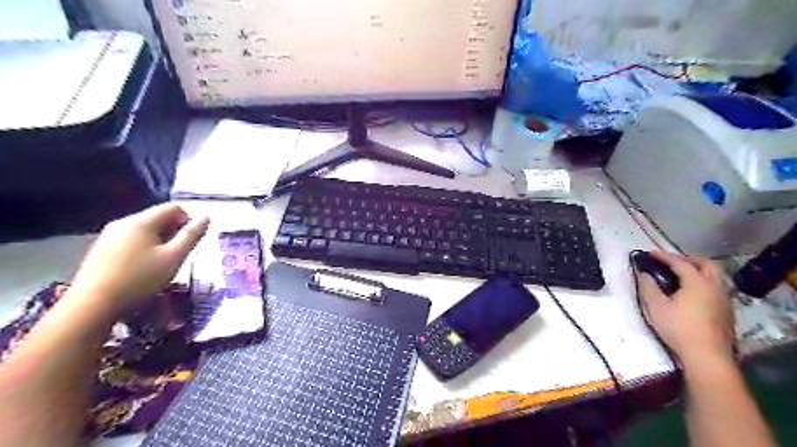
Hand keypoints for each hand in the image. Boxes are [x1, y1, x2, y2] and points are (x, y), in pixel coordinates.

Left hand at [68, 203, 209, 312]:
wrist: (92, 306)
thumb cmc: (140, 279)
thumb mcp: (174, 257)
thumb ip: (192, 235)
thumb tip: (206, 217)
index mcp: (142, 221)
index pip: (174, 208)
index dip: (189, 221)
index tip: (191, 242)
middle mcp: (123, 223)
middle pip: (158, 218)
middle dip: (174, 232)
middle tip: (179, 255)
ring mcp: (109, 236)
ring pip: (145, 230)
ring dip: (160, 242)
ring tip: (163, 264)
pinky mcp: (101, 250)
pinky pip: (131, 241)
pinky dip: (144, 249)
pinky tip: (143, 269)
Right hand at [640, 252, 733, 369]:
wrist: (707, 356)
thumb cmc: (678, 328)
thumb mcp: (656, 306)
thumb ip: (648, 287)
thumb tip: (644, 274)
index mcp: (697, 282)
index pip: (680, 263)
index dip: (664, 256)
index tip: (650, 253)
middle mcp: (714, 286)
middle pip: (706, 264)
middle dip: (688, 258)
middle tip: (671, 260)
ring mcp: (724, 299)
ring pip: (715, 275)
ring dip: (699, 269)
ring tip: (682, 274)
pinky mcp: (726, 311)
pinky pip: (717, 287)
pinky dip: (704, 281)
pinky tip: (693, 291)